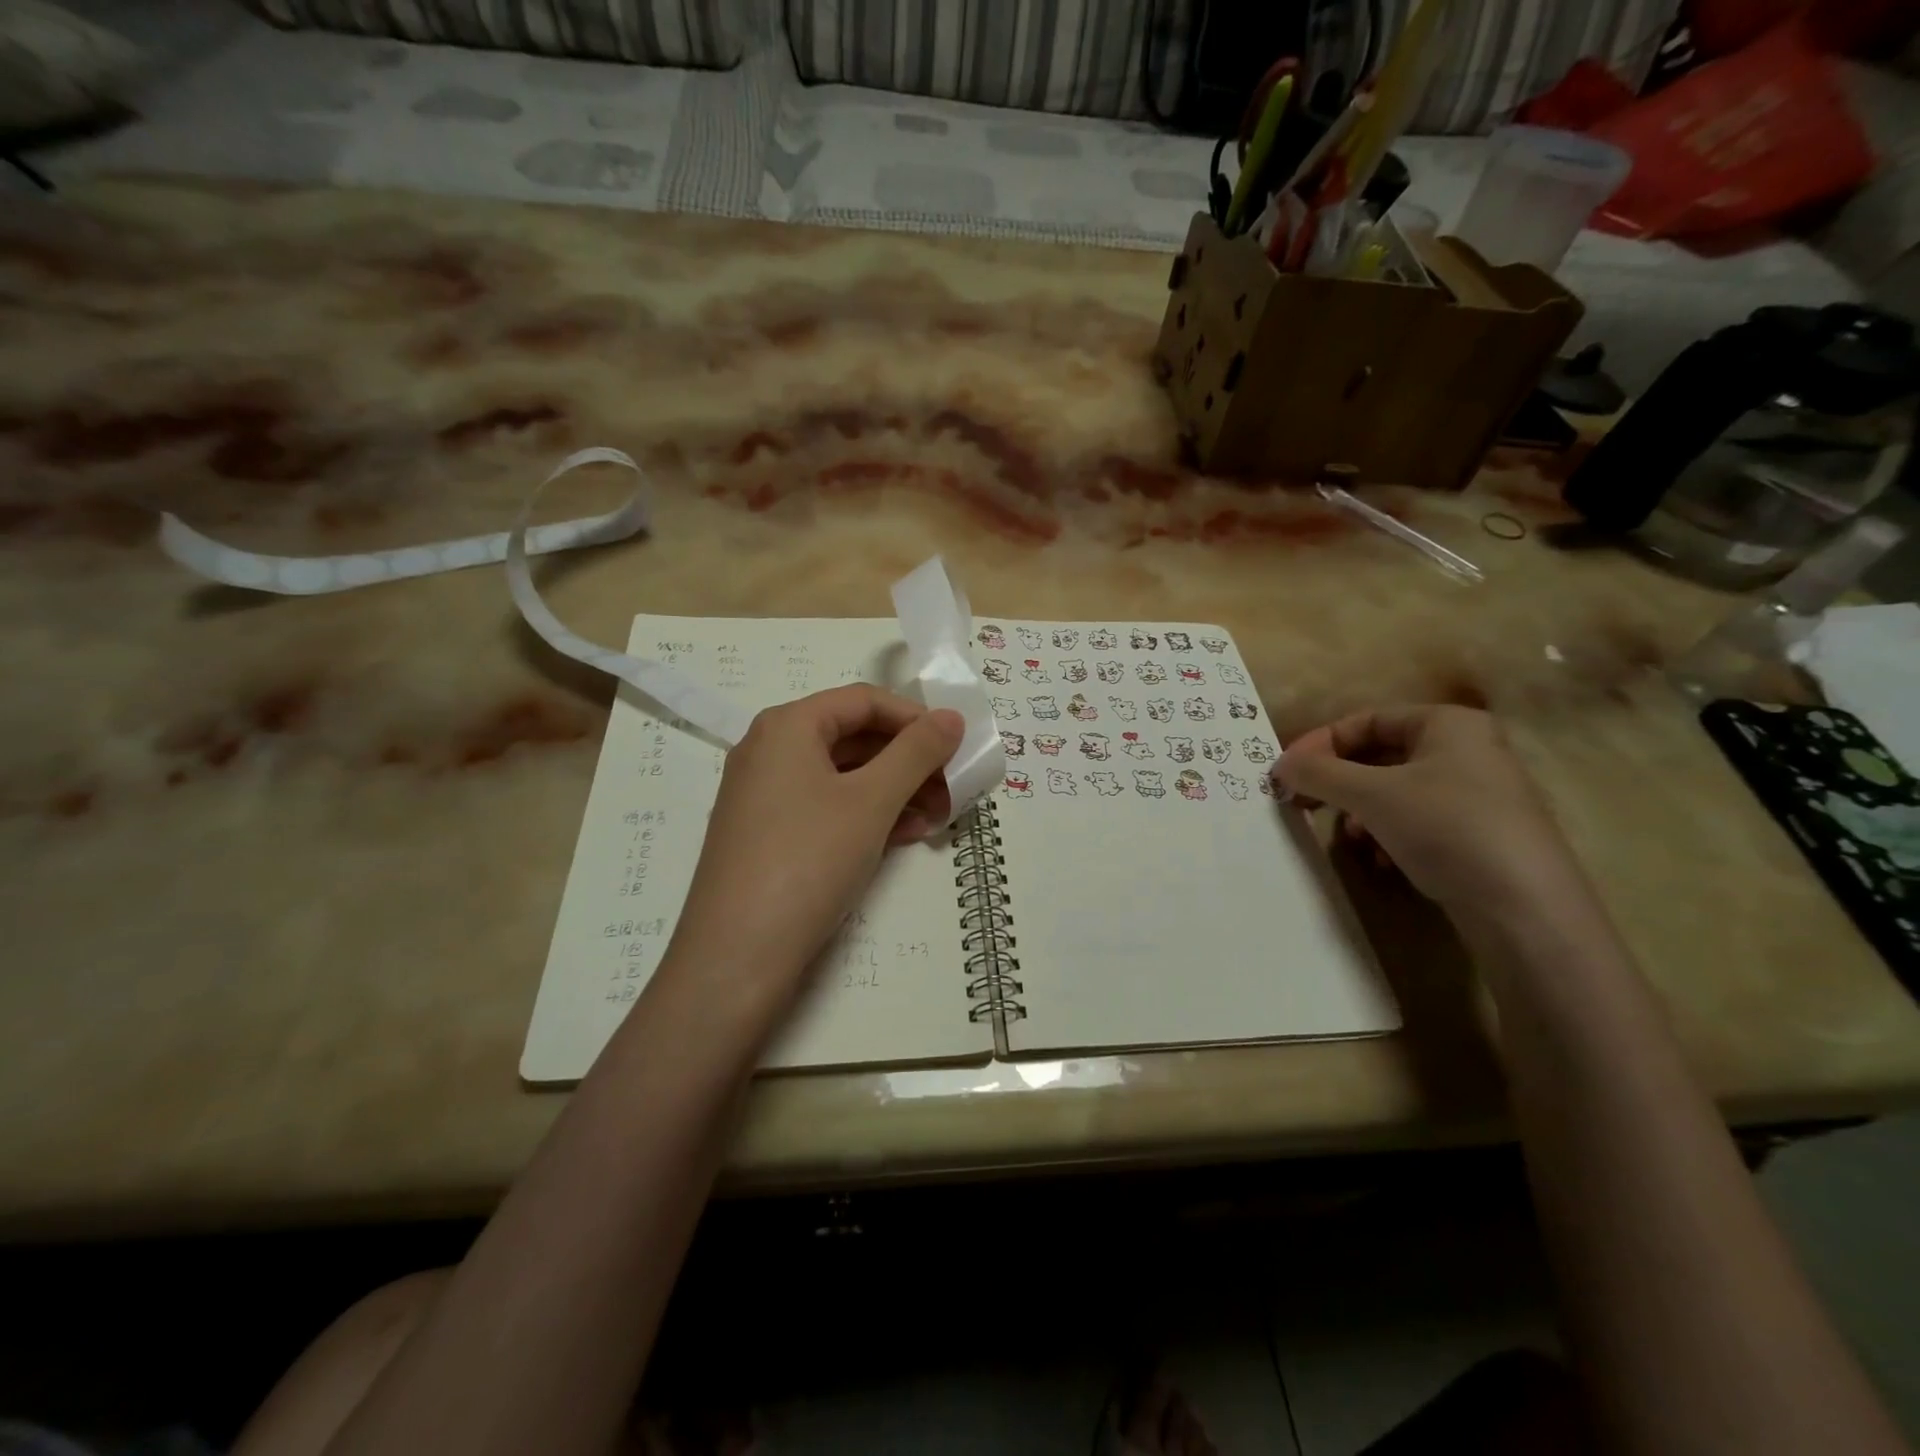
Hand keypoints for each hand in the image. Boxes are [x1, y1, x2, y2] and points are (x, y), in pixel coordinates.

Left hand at [669, 686, 962, 1001]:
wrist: (737, 957)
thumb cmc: (808, 860)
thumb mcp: (871, 801)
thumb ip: (916, 753)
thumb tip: (951, 717)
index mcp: (787, 726)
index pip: (864, 700)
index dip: (915, 718)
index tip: (955, 746)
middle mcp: (770, 751)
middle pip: (854, 737)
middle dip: (909, 761)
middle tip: (952, 788)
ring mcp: (765, 796)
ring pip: (844, 777)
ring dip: (895, 792)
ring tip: (937, 819)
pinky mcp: (768, 835)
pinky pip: (827, 808)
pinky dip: (868, 816)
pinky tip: (904, 837)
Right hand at [1273, 706, 1590, 920]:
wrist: (1525, 910)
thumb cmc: (1447, 829)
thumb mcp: (1372, 795)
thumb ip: (1319, 773)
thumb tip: (1280, 765)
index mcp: (1448, 724)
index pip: (1366, 719)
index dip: (1321, 743)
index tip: (1287, 772)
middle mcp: (1467, 750)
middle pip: (1379, 756)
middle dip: (1339, 782)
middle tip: (1304, 804)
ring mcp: (1477, 795)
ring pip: (1395, 792)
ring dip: (1360, 813)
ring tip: (1348, 839)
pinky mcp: (1480, 835)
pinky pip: (1417, 822)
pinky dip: (1388, 835)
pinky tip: (1380, 861)